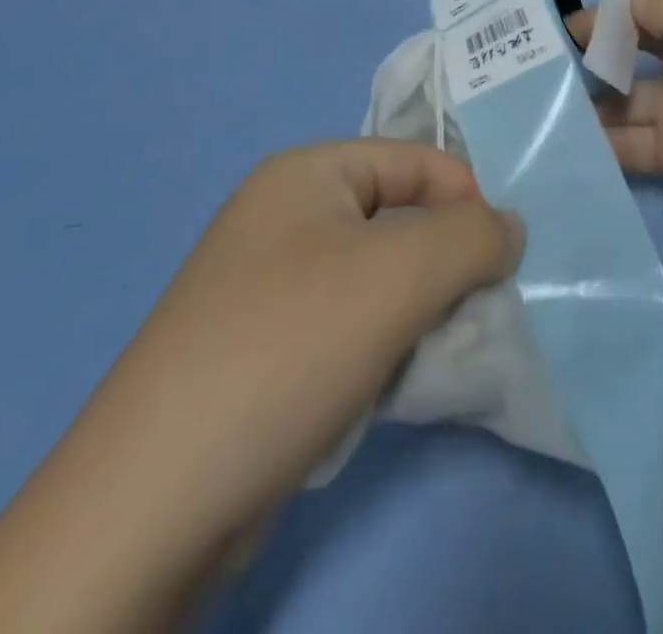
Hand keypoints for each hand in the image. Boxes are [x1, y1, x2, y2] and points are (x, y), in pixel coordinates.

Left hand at [0, 140, 524, 633]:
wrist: (153, 503)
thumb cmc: (289, 348)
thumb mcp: (401, 275)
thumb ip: (473, 236)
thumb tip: (509, 228)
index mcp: (306, 174)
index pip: (415, 159)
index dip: (466, 198)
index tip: (502, 258)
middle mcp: (283, 217)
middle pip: (397, 219)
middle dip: (443, 263)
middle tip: (470, 312)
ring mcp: (266, 285)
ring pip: (376, 278)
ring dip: (415, 312)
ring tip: (426, 356)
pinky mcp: (261, 349)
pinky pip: (346, 325)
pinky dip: (379, 348)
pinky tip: (382, 388)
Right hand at [573, 0, 662, 289]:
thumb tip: (631, 2)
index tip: (606, 16)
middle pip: (645, 27)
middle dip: (602, 35)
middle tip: (560, 55)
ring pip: (632, 88)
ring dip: (594, 92)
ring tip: (550, 103)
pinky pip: (633, 138)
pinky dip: (603, 140)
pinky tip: (568, 144)